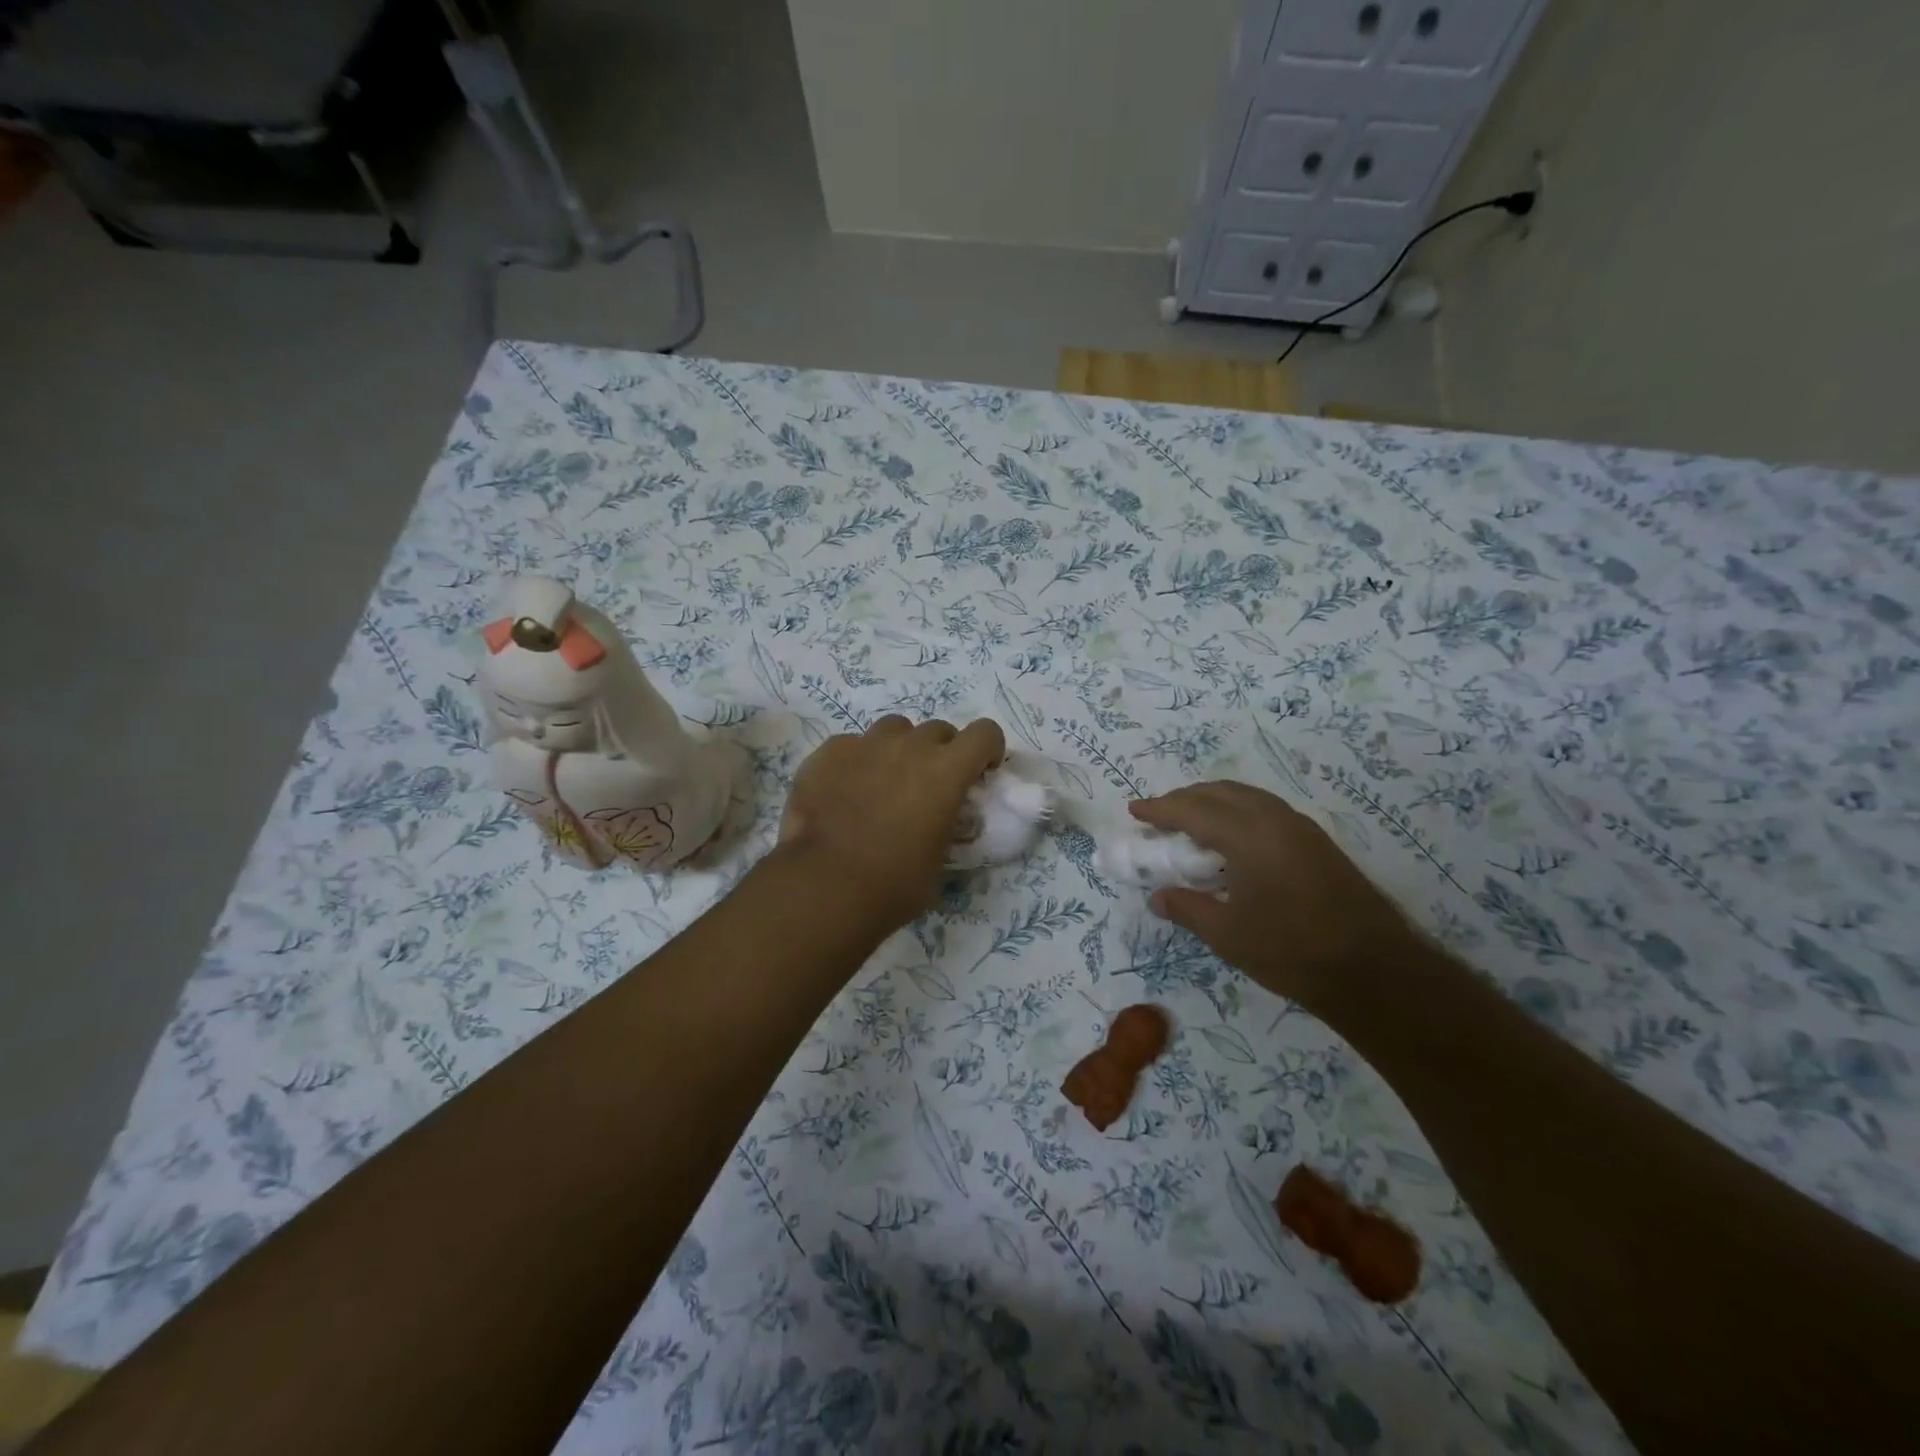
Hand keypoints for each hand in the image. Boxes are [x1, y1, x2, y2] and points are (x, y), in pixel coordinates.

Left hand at [780, 715, 1005, 929]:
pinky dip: (858, 761)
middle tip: (927, 787)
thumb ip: (946, 825)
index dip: (987, 749)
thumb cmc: (893, 884)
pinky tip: (845, 791)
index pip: (985, 732)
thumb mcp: (939, 859)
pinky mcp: (828, 753)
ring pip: (894, 729)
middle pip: (938, 730)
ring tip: (885, 782)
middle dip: (941, 752)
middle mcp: (909, 747)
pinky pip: (852, 744)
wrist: (824, 886)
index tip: (979, 773)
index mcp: (946, 771)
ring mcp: (865, 745)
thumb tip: (938, 822)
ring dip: (899, 748)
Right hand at [1129, 781, 1422, 1017]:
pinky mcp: (1318, 843)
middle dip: (1185, 798)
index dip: (1160, 809)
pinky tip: (1232, 838)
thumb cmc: (1290, 951)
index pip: (1193, 810)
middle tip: (1159, 816)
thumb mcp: (1227, 934)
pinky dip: (1238, 811)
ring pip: (1247, 796)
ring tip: (1191, 822)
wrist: (1374, 971)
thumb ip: (1187, 908)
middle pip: (1220, 792)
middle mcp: (1275, 820)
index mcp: (1248, 835)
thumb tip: (1159, 897)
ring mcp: (1301, 828)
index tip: (1135, 810)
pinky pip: (1266, 809)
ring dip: (1213, 801)